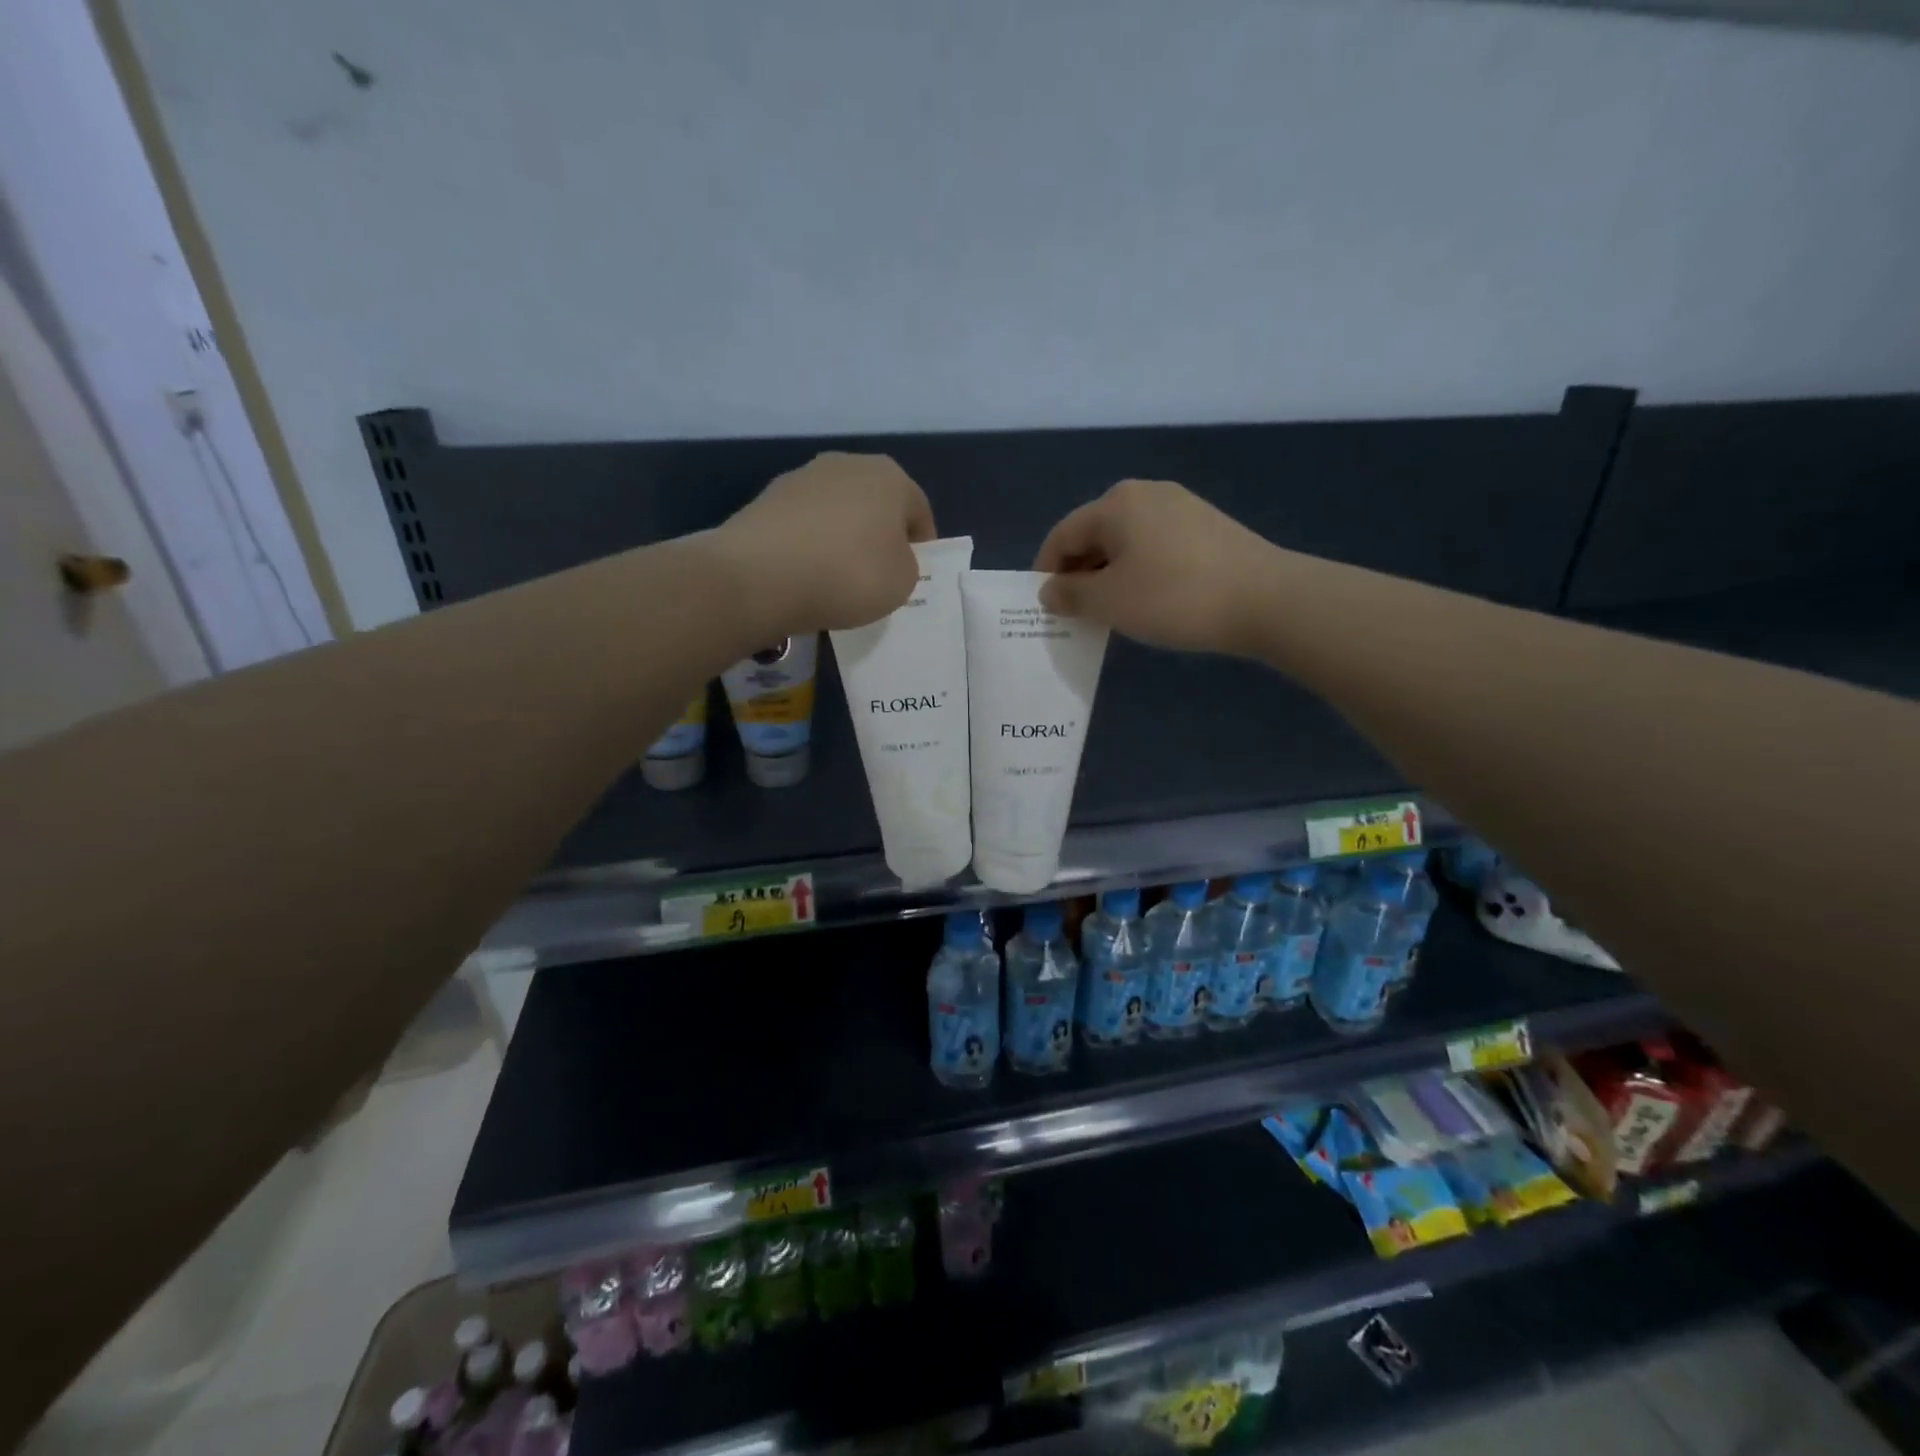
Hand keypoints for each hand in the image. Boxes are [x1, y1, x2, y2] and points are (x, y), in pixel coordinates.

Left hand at [713, 452, 934, 637]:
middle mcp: (847, 464)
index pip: (919, 510)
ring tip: (836, 577)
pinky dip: (809, 544)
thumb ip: (906, 564)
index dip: (921, 545)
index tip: (913, 574)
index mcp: (890, 477)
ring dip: (842, 537)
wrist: (761, 577)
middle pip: (875, 503)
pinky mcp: (767, 498)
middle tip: (877, 574)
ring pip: (837, 510)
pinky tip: (805, 574)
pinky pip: (804, 524)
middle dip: (879, 535)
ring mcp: (802, 477)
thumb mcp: (902, 582)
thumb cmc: (849, 575)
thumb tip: (886, 556)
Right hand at [1035, 480, 1278, 655]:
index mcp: (1115, 504)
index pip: (1062, 535)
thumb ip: (1070, 595)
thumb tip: (1050, 590)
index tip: (1046, 607)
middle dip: (1079, 573)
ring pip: (1126, 541)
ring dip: (1110, 574)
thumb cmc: (1174, 597)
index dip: (1046, 571)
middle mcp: (1145, 493)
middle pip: (1094, 533)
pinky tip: (1150, 599)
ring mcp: (1181, 506)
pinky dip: (1140, 570)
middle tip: (1078, 613)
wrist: (1265, 600)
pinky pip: (1155, 545)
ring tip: (1113, 610)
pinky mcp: (1207, 526)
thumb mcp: (1110, 602)